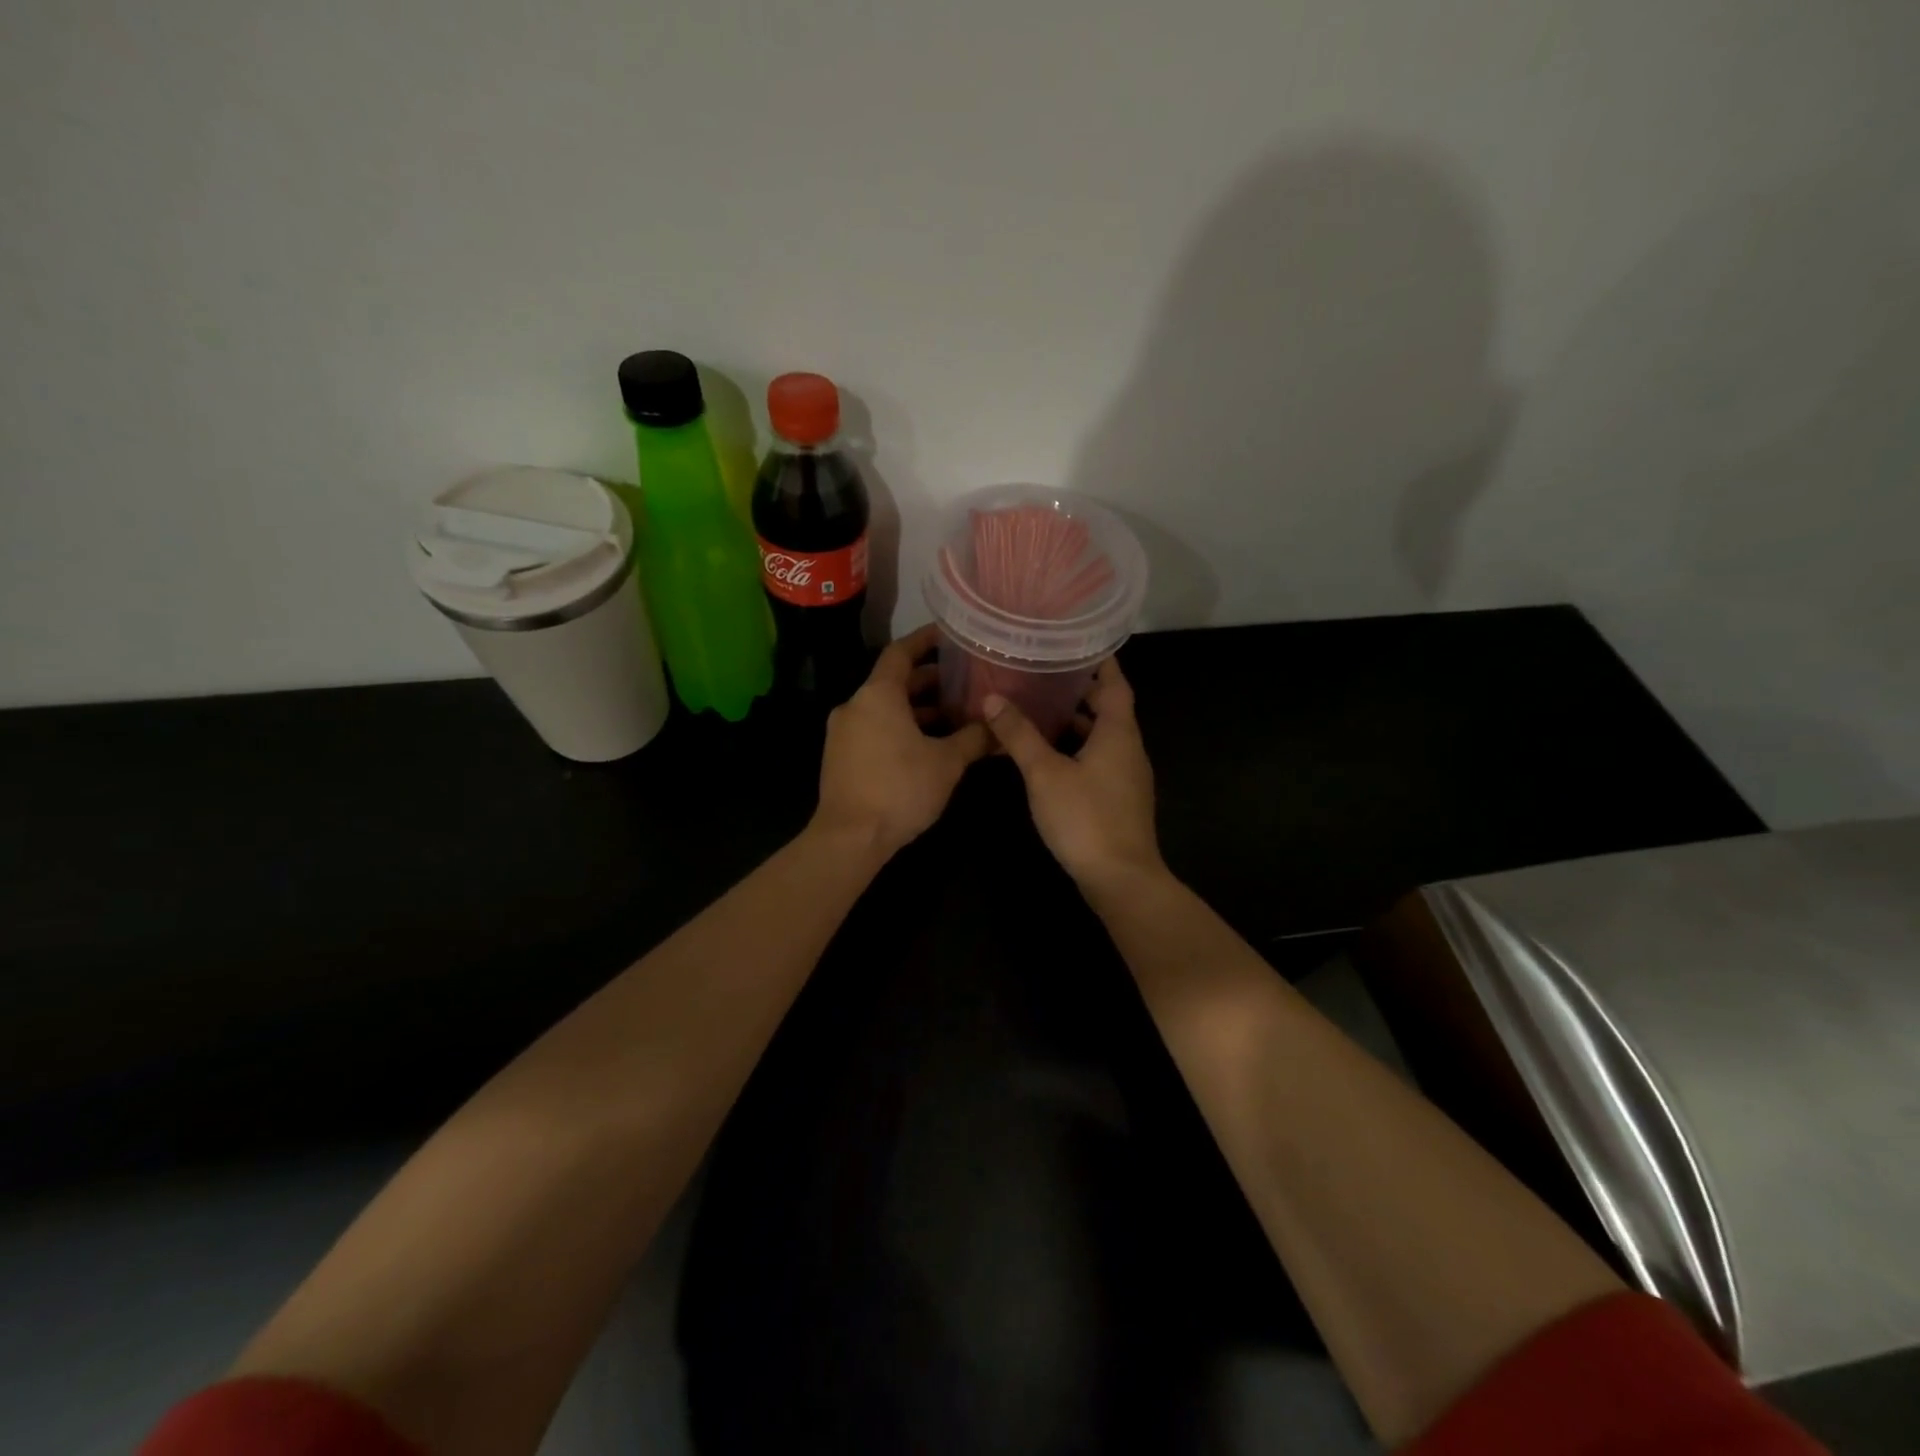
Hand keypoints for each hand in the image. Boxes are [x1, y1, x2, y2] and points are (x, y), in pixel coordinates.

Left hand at [812, 625, 990, 859]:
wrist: (849, 838)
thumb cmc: (900, 789)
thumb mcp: (946, 763)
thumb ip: (973, 738)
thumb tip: (997, 726)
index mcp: (877, 695)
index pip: (901, 652)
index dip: (925, 641)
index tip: (948, 635)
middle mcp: (855, 706)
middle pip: (894, 682)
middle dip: (929, 681)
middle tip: (963, 682)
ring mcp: (844, 732)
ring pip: (885, 708)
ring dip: (917, 709)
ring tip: (953, 716)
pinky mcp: (841, 757)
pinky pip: (875, 729)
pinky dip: (900, 728)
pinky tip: (928, 745)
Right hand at [982, 657, 1164, 893]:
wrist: (1120, 878)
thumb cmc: (1085, 818)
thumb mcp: (1044, 773)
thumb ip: (1019, 735)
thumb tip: (991, 699)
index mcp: (1119, 732)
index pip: (1114, 683)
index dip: (1099, 661)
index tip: (1076, 641)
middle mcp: (1129, 748)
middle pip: (1108, 708)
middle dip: (1079, 690)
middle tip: (1044, 672)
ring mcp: (1126, 776)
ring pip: (1101, 736)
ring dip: (1075, 721)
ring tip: (1038, 708)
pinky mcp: (1119, 798)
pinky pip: (1098, 759)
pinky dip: (1076, 748)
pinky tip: (1047, 755)